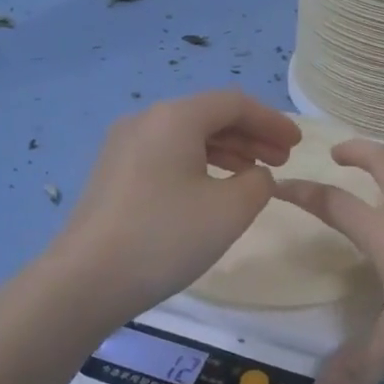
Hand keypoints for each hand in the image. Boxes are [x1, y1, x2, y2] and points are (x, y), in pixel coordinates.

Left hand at [54, 91, 300, 317]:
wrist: (86, 280)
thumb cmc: (165, 237)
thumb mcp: (230, 210)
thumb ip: (258, 182)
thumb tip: (255, 175)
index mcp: (174, 117)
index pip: (234, 103)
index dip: (271, 121)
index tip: (297, 144)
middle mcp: (145, 120)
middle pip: (208, 116)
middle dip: (250, 135)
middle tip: (282, 160)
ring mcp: (123, 146)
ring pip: (186, 136)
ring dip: (226, 151)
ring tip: (253, 174)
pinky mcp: (113, 173)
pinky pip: (166, 155)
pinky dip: (198, 164)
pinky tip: (212, 189)